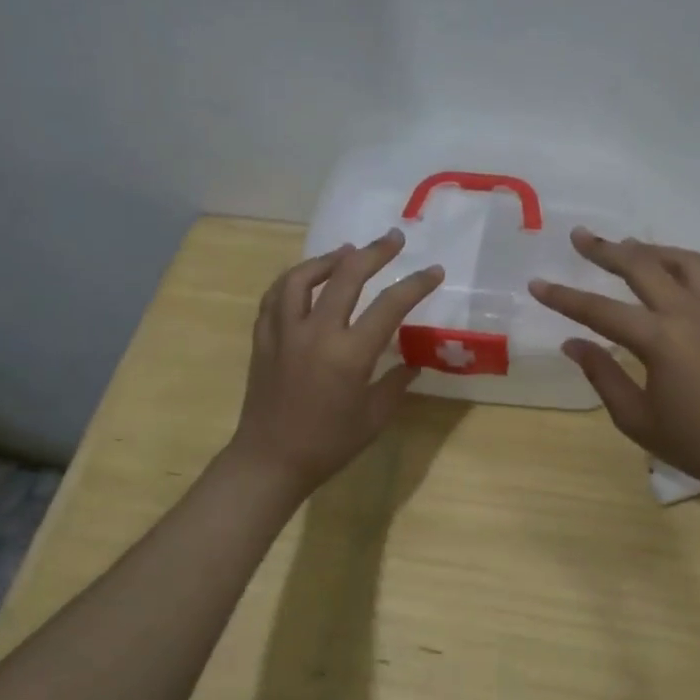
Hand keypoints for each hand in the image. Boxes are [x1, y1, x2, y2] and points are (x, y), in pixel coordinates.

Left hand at [227, 228, 443, 501]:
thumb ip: (396, 383)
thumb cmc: (328, 444)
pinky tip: (307, 279)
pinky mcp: (264, 337)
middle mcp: (316, 332)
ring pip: (303, 277)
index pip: (390, 305)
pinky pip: (276, 295)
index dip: (416, 284)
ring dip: (329, 258)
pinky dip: (294, 279)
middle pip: (347, 275)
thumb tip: (412, 362)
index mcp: (350, 354)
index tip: (434, 271)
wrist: (270, 460)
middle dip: (375, 252)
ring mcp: (285, 331)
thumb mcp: (374, 417)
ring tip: (348, 252)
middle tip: (394, 239)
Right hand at [529, 228, 699, 495]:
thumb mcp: (634, 416)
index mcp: (659, 340)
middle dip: (605, 250)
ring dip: (647, 250)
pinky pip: (699, 276)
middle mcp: (686, 315)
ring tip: (623, 246)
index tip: (536, 284)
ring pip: (679, 261)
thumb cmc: (691, 441)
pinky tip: (660, 273)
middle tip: (579, 236)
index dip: (564, 297)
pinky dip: (673, 264)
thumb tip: (572, 343)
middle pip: (641, 267)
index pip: (600, 311)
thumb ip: (602, 374)